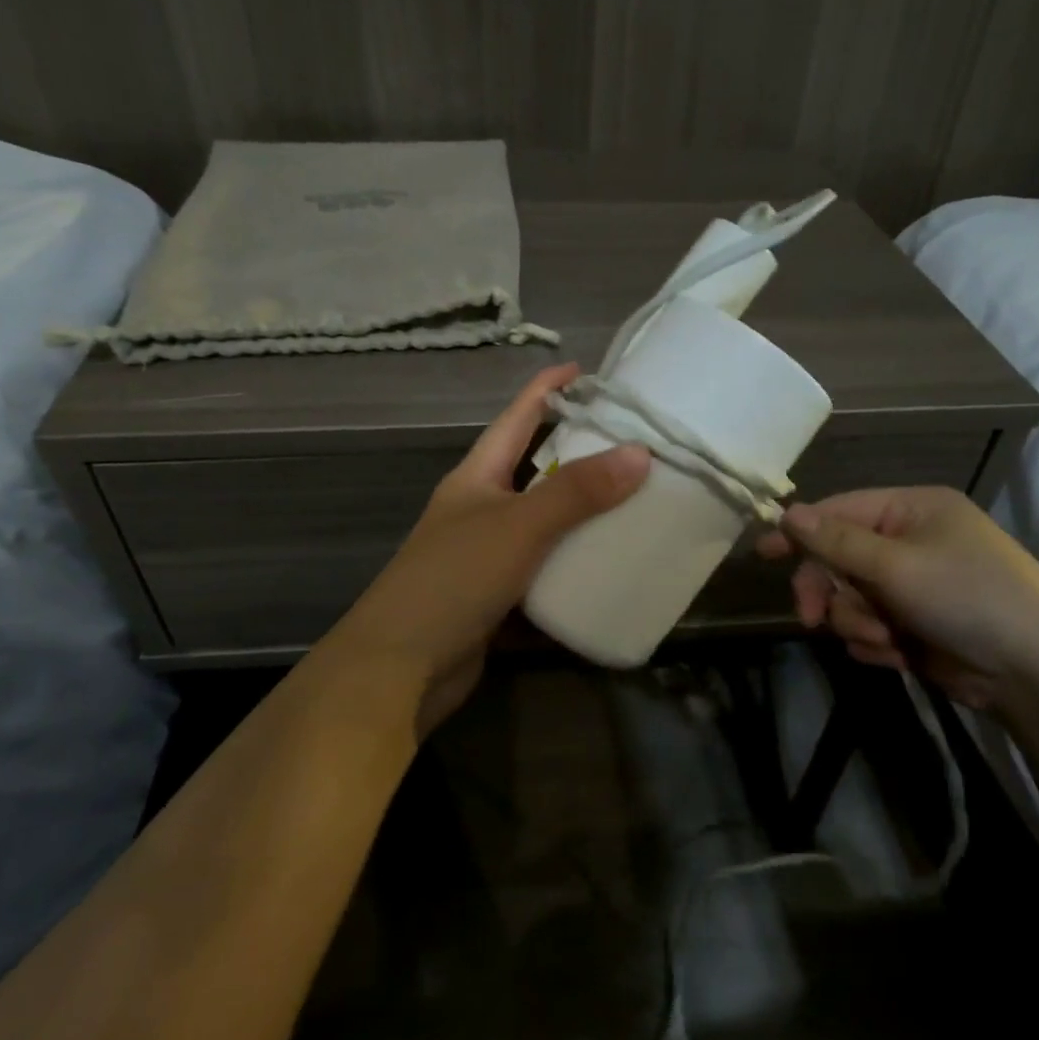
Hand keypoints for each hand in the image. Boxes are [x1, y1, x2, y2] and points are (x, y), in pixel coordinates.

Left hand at [326, 363, 648, 735]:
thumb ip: (576, 491)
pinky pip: (545, 573)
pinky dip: (574, 569)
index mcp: (476, 478)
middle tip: (632, 444)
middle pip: (534, 470)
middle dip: (578, 455)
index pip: (516, 418)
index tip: (586, 370)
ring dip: (582, 517)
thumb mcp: (518, 526)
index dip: (546, 389)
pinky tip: (611, 569)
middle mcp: (480, 510)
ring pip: (544, 525)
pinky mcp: (498, 600)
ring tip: (636, 504)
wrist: (400, 669)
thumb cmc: (453, 580)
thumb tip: (639, 452)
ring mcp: (487, 557)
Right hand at [757, 485, 1038, 718]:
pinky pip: (868, 626)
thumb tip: (786, 511)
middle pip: (838, 559)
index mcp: (913, 510)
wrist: (1037, 673)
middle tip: (810, 619)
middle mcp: (911, 541)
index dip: (800, 531)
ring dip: (856, 622)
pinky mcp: (915, 624)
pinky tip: (897, 655)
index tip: (763, 553)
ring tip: (884, 640)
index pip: (840, 511)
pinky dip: (874, 642)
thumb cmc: (968, 598)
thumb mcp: (896, 565)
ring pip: (849, 598)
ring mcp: (914, 585)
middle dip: (828, 591)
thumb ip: (836, 541)